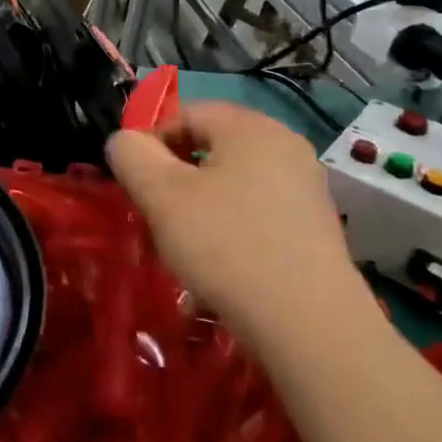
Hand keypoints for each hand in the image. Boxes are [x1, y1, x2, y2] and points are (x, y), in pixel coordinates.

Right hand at [106, 99, 367, 341]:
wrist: (310, 327)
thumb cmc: (227, 245)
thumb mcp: (160, 194)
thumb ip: (130, 154)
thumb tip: (125, 142)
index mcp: (250, 126)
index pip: (184, 114)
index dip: (151, 144)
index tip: (137, 186)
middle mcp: (285, 145)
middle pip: (209, 148)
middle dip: (175, 179)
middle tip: (158, 217)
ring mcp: (306, 188)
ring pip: (232, 184)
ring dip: (201, 207)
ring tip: (186, 248)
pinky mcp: (316, 228)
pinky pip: (258, 213)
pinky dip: (232, 230)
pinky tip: (221, 269)